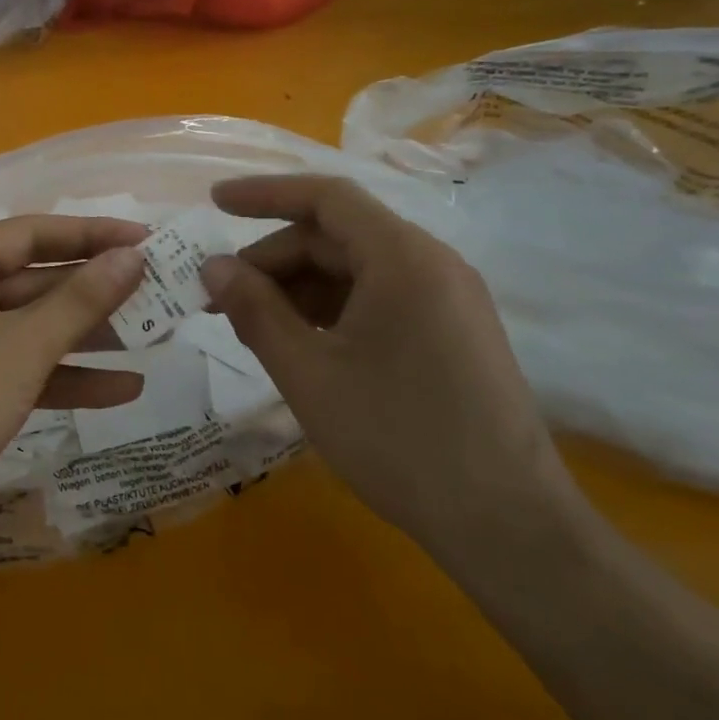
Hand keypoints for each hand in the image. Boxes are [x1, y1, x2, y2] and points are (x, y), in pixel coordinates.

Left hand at [0, 216, 147, 550]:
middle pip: (34, 281)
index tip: (148, 240)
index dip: (93, 235)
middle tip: (159, 290)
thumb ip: (82, 298)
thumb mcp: (23, 345)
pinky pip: (20, 367)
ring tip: (154, 335)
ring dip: (88, 336)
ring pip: (31, 327)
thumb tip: (133, 254)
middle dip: (95, 292)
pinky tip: (123, 388)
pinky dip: (64, 376)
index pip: (32, 233)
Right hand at [201, 174, 578, 557]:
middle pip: (337, 237)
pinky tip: (301, 345)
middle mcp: (432, 264)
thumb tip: (212, 267)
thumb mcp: (308, 372)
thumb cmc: (396, 438)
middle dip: (273, 261)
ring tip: (253, 327)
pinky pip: (379, 300)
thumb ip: (254, 310)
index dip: (263, 194)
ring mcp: (448, 300)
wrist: (506, 525)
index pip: (325, 198)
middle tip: (221, 299)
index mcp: (403, 258)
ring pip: (356, 271)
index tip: (213, 204)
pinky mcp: (452, 333)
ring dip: (298, 289)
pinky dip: (331, 311)